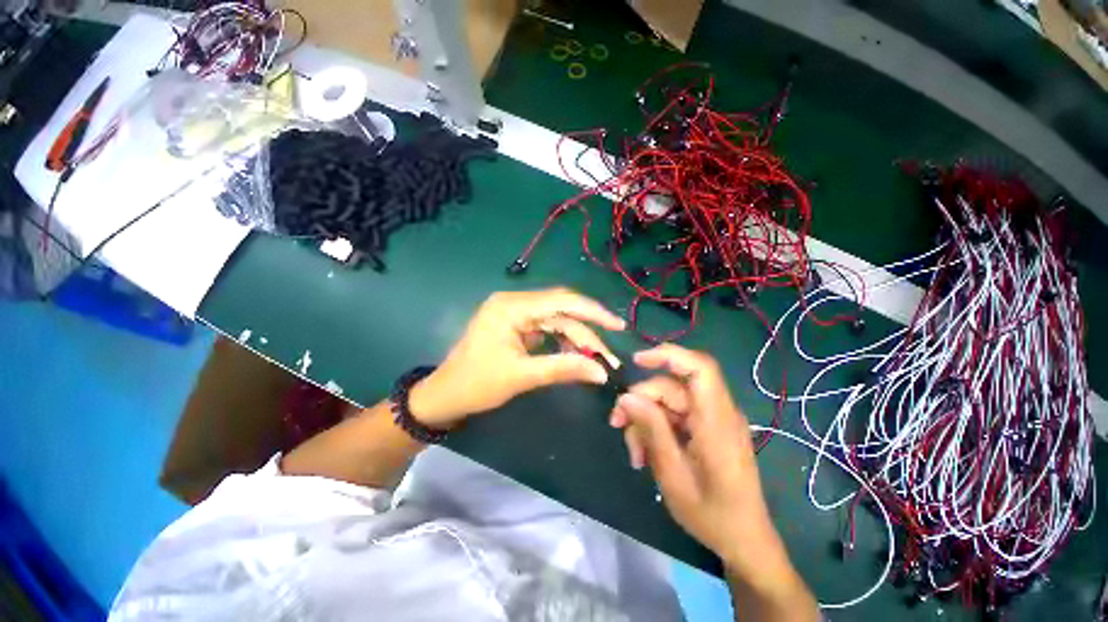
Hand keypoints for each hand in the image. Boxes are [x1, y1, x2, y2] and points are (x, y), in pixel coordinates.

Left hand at [410, 288, 624, 428]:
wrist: (445, 396)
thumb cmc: (476, 385)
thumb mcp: (522, 376)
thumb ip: (563, 369)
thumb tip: (602, 373)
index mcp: (511, 306)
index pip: (562, 301)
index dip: (593, 312)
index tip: (618, 326)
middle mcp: (515, 302)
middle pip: (562, 312)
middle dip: (588, 333)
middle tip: (609, 357)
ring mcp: (515, 313)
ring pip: (557, 321)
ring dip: (577, 340)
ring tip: (597, 361)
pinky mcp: (517, 325)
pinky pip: (547, 329)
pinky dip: (563, 343)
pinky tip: (577, 356)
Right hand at [610, 344, 778, 575]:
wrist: (743, 541)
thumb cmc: (712, 515)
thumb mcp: (674, 475)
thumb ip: (652, 431)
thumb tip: (626, 397)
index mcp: (717, 421)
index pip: (700, 368)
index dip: (669, 355)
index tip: (636, 361)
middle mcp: (717, 412)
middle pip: (671, 387)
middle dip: (640, 401)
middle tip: (617, 424)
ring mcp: (711, 419)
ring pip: (667, 401)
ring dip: (645, 420)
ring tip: (635, 453)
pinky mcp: (705, 428)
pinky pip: (673, 415)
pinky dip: (655, 429)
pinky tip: (645, 453)